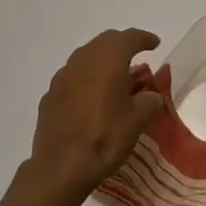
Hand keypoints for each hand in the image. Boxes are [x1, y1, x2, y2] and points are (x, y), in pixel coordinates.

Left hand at [24, 28, 164, 203]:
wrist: (60, 168)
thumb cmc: (104, 138)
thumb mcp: (137, 122)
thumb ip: (148, 102)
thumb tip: (150, 95)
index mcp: (108, 59)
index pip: (129, 38)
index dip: (144, 38)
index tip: (154, 43)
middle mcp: (83, 59)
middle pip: (105, 41)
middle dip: (122, 45)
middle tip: (136, 57)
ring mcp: (63, 76)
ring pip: (86, 57)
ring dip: (102, 61)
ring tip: (115, 77)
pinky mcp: (50, 94)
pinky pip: (73, 77)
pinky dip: (86, 79)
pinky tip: (91, 98)